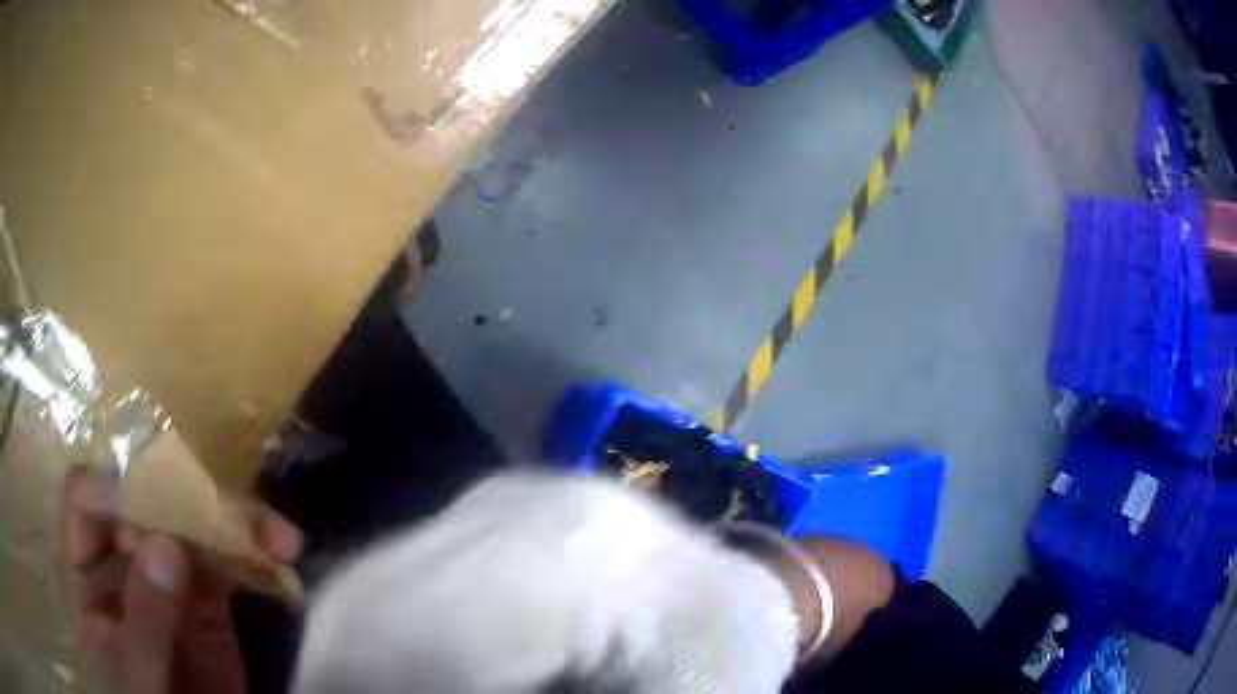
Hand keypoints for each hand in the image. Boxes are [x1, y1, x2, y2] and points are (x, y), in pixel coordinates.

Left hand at [63, 467, 302, 693]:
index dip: (115, 488)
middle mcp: (122, 563)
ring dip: (236, 525)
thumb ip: (143, 624)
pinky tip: (282, 562)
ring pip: (192, 528)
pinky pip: (227, 566)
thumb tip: (165, 544)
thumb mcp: (137, 679)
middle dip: (192, 499)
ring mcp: (165, 581)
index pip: (87, 498)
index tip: (161, 504)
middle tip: (242, 515)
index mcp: (87, 571)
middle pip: (145, 502)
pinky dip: (255, 559)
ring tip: (282, 541)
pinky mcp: (206, 605)